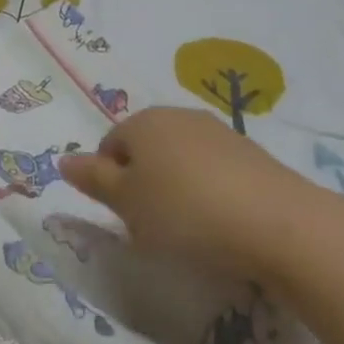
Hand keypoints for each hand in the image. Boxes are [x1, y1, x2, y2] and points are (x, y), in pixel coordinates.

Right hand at [59, 107, 328, 271]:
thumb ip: (93, 179)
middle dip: (142, 182)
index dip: (110, 182)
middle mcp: (178, 115)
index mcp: (142, 121)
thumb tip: (64, 160)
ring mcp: (219, 132)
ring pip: (180, 159)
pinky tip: (219, 221)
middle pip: (145, 149)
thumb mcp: (126, 203)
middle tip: (151, 223)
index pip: (109, 146)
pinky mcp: (252, 154)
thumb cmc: (185, 213)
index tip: (125, 216)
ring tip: (188, 227)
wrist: (279, 225)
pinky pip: (213, 170)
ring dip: (176, 187)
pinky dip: (208, 191)